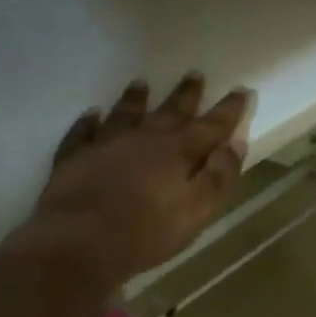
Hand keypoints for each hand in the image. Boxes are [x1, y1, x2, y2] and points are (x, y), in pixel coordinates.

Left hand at [9, 73, 250, 286]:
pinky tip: (91, 114)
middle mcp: (145, 139)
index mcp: (179, 152)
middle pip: (170, 111)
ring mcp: (106, 145)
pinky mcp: (74, 158)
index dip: (228, 109)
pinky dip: (88, 122)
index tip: (242, 90)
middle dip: (186, 94)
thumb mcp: (198, 210)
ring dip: (135, 99)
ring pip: (125, 114)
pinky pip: (82, 132)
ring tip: (141, 83)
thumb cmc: (147, 232)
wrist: (78, 242)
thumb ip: (220, 176)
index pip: (211, 125)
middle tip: (194, 73)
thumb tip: (236, 144)